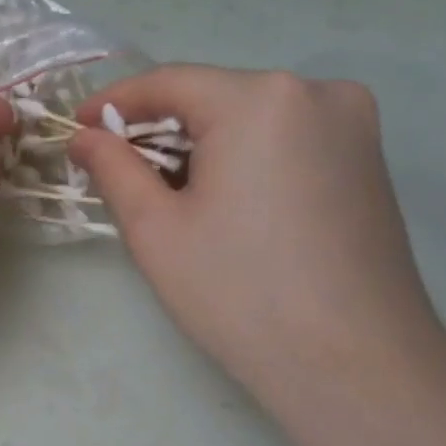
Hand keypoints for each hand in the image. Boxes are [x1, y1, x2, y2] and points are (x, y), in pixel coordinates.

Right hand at [69, 65, 443, 392]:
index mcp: (260, 99)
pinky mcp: (368, 159)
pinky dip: (244, 159)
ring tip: (170, 199)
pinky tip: (226, 206)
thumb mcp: (156, 231)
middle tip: (119, 174)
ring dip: (202, 147)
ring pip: (251, 119)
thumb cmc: (240, 294)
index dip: (115, 103)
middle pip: (214, 98)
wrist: (354, 364)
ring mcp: (352, 124)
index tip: (76, 129)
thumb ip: (113, 170)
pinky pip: (286, 139)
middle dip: (160, 131)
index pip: (170, 82)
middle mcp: (316, 92)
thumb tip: (86, 137)